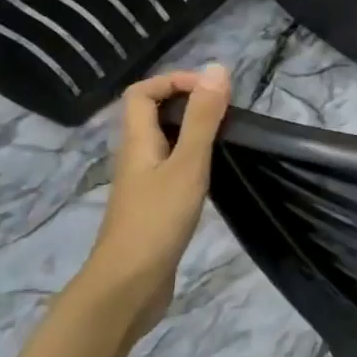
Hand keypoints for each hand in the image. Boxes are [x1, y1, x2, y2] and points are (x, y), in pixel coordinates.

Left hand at [76, 65, 231, 344]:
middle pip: (152, 116)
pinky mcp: (154, 207)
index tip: (212, 90)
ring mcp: (143, 185)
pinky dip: (194, 160)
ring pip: (165, 144)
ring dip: (193, 132)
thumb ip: (203, 119)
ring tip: (227, 137)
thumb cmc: (157, 221)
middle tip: (227, 112)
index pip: (141, 94)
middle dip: (187, 104)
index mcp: (137, 142)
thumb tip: (217, 69)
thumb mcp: (187, 165)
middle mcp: (136, 158)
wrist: (129, 286)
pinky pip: (173, 169)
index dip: (173, 81)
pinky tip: (215, 173)